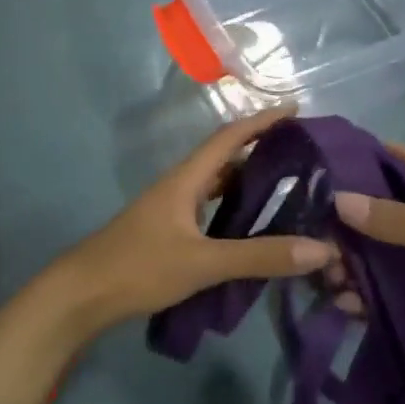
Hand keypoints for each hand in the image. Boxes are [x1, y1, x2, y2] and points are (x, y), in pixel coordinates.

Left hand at [43, 106, 336, 340]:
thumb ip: (259, 256)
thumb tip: (321, 248)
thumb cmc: (139, 268)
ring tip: (286, 185)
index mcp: (185, 179)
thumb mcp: (203, 263)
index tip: (295, 109)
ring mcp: (170, 208)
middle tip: (302, 154)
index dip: (262, 121)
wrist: (82, 294)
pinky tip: (249, 224)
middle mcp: (179, 185)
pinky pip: (208, 207)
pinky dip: (232, 206)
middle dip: (261, 148)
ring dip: (247, 178)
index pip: (229, 138)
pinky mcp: (167, 230)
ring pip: (216, 183)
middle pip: (224, 156)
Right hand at [332, 142, 404, 396]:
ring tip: (324, 277)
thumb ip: (400, 221)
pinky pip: (392, 286)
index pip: (396, 160)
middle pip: (382, 208)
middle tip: (308, 237)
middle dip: (346, 222)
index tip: (310, 172)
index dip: (356, 163)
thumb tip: (337, 200)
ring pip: (382, 249)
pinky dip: (368, 292)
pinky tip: (344, 303)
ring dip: (353, 261)